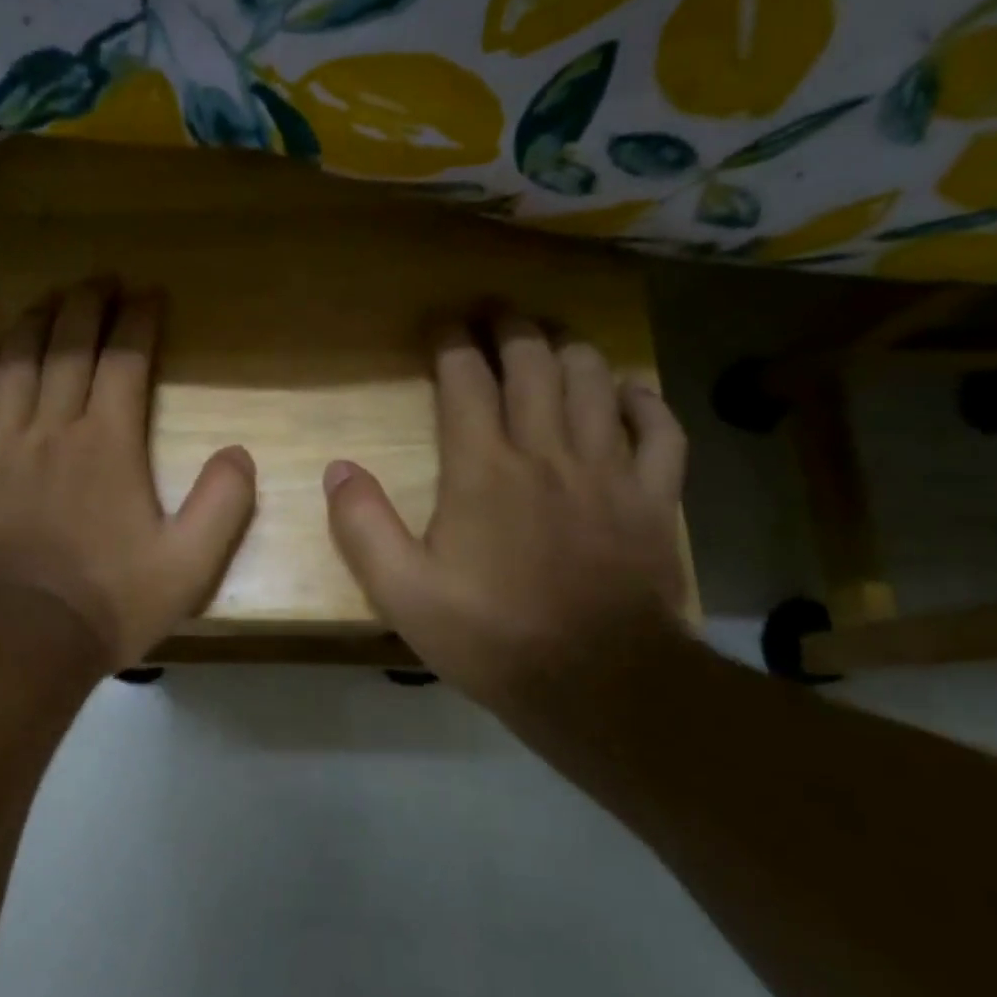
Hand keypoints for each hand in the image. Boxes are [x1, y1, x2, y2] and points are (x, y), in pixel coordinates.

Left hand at [0, 281, 256, 672]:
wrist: (13, 639)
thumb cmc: (105, 603)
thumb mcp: (187, 568)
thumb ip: (222, 506)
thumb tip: (239, 452)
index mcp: (108, 443)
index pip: (125, 359)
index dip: (138, 319)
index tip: (148, 293)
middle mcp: (54, 426)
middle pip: (68, 345)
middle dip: (87, 304)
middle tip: (101, 279)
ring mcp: (2, 442)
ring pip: (17, 360)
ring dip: (35, 321)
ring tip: (50, 298)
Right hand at [324, 312, 688, 718]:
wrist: (598, 684)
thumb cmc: (492, 636)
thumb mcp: (403, 593)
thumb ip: (363, 526)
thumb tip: (337, 469)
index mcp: (484, 469)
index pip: (466, 381)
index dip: (452, 343)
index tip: (442, 325)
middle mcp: (547, 452)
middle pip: (534, 363)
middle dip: (511, 327)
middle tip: (496, 312)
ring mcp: (608, 470)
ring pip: (595, 381)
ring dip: (570, 349)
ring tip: (552, 339)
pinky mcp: (653, 498)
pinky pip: (660, 430)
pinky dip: (644, 401)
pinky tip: (628, 390)